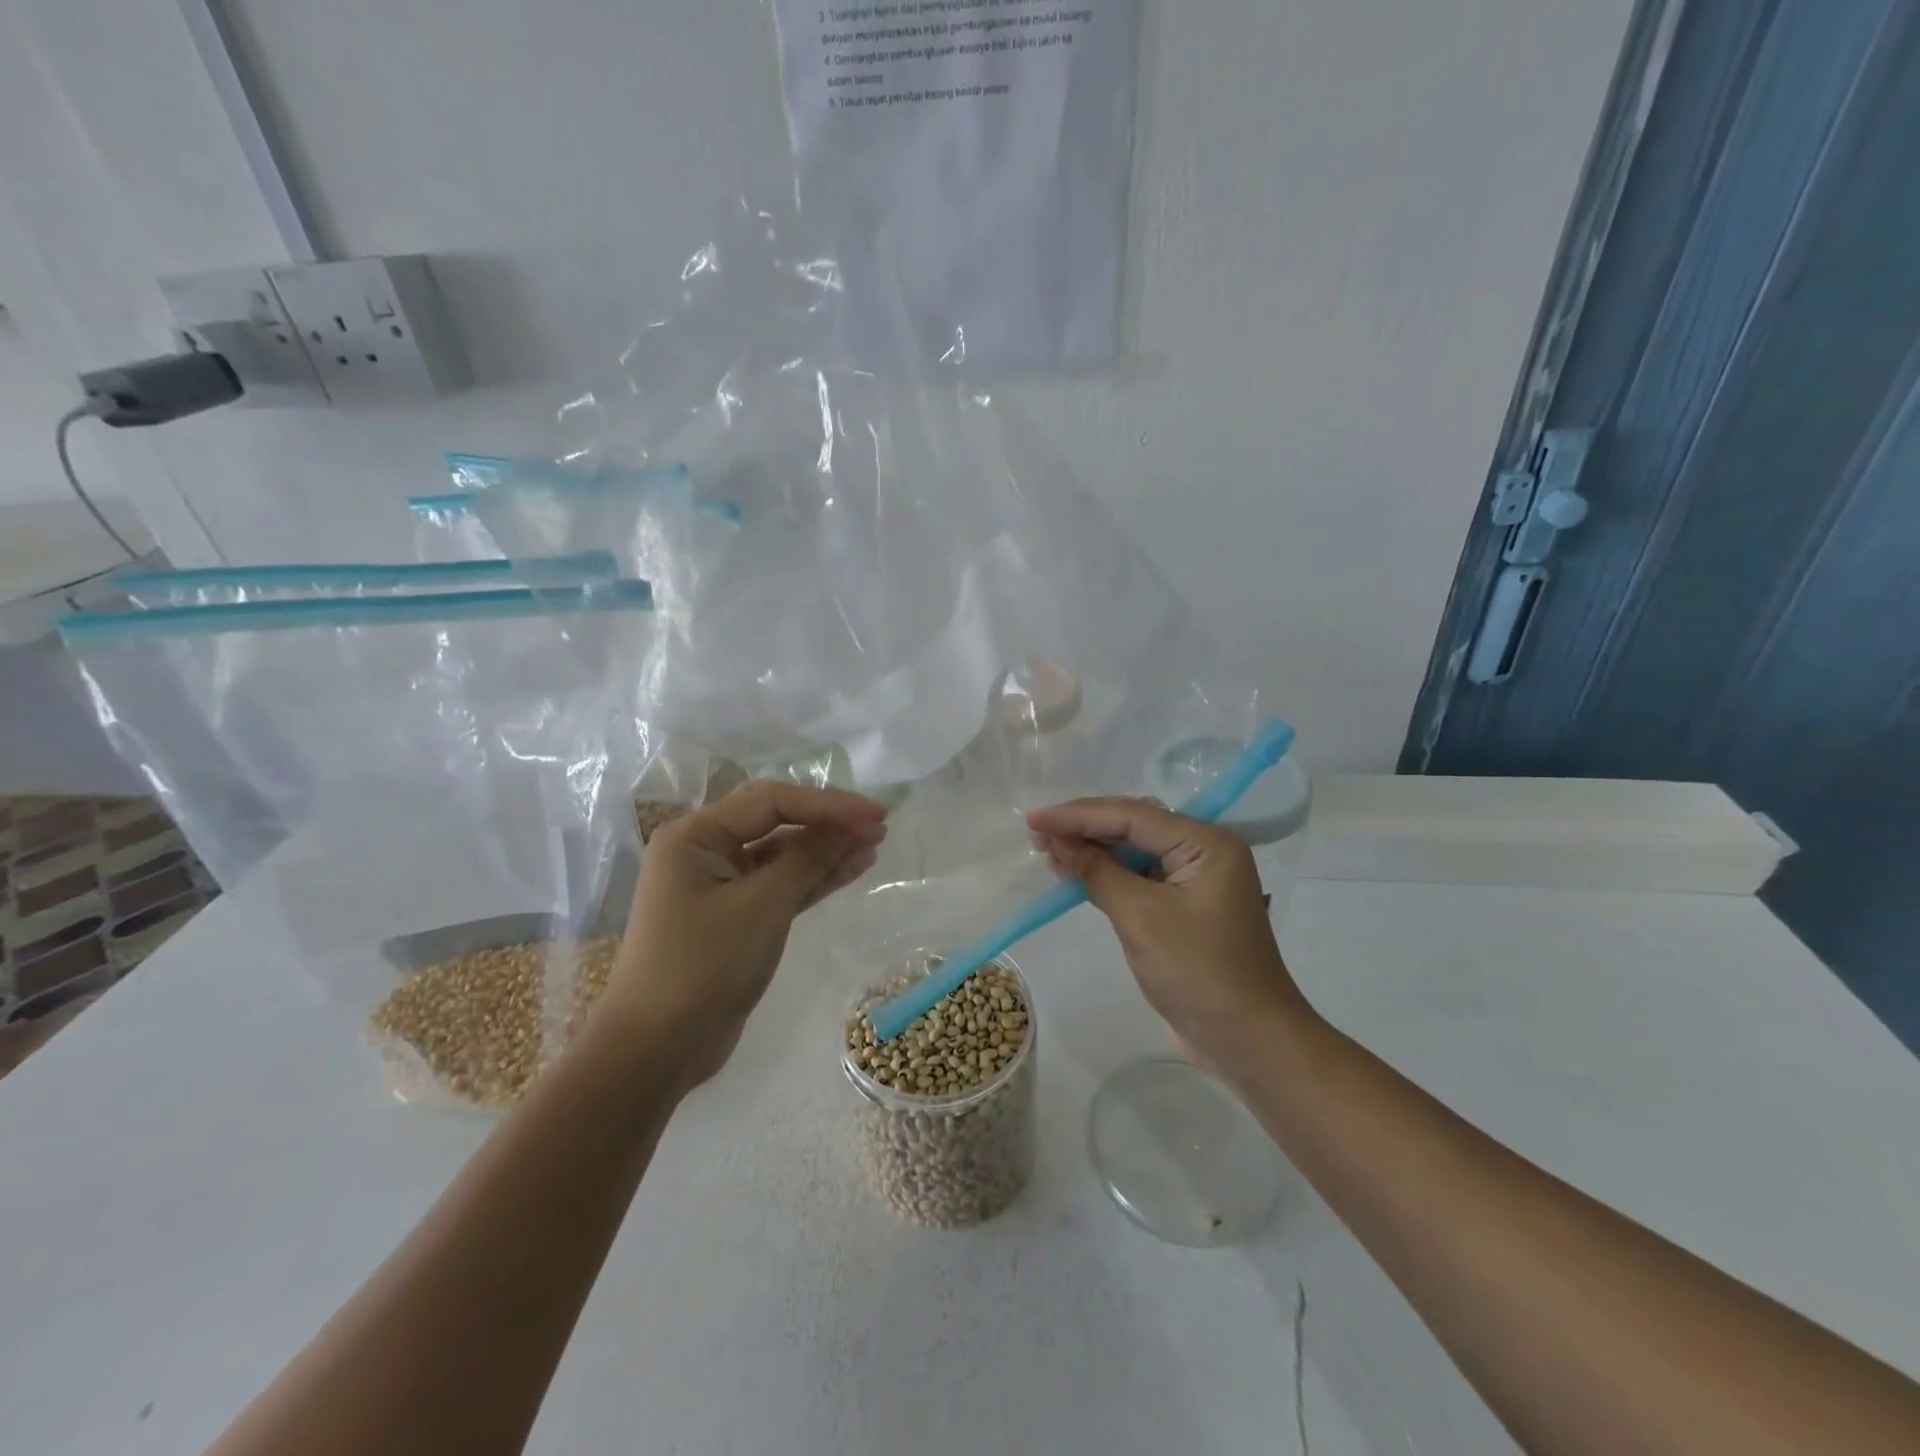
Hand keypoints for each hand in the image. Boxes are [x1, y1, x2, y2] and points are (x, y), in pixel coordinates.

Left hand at [598, 782, 886, 1088]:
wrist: (657, 1049)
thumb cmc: (704, 966)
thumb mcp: (762, 906)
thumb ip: (807, 858)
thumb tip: (848, 826)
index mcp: (696, 835)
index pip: (772, 802)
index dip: (828, 804)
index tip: (876, 814)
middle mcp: (704, 850)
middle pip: (776, 821)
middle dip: (828, 821)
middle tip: (878, 823)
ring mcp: (720, 884)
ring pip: (782, 855)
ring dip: (826, 850)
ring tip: (875, 843)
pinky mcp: (735, 915)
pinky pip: (780, 884)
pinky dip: (814, 877)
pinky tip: (851, 868)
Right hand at [1026, 798, 1315, 1062]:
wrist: (1249, 1041)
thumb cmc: (1199, 972)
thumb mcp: (1141, 918)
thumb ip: (1097, 872)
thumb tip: (1057, 842)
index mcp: (1206, 842)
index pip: (1132, 815)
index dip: (1078, 815)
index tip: (1034, 820)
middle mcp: (1204, 850)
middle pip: (1134, 825)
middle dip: (1084, 828)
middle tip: (1037, 833)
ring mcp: (1195, 878)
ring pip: (1134, 850)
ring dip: (1092, 849)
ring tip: (1047, 849)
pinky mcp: (1184, 905)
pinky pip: (1140, 876)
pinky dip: (1107, 874)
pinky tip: (1075, 873)